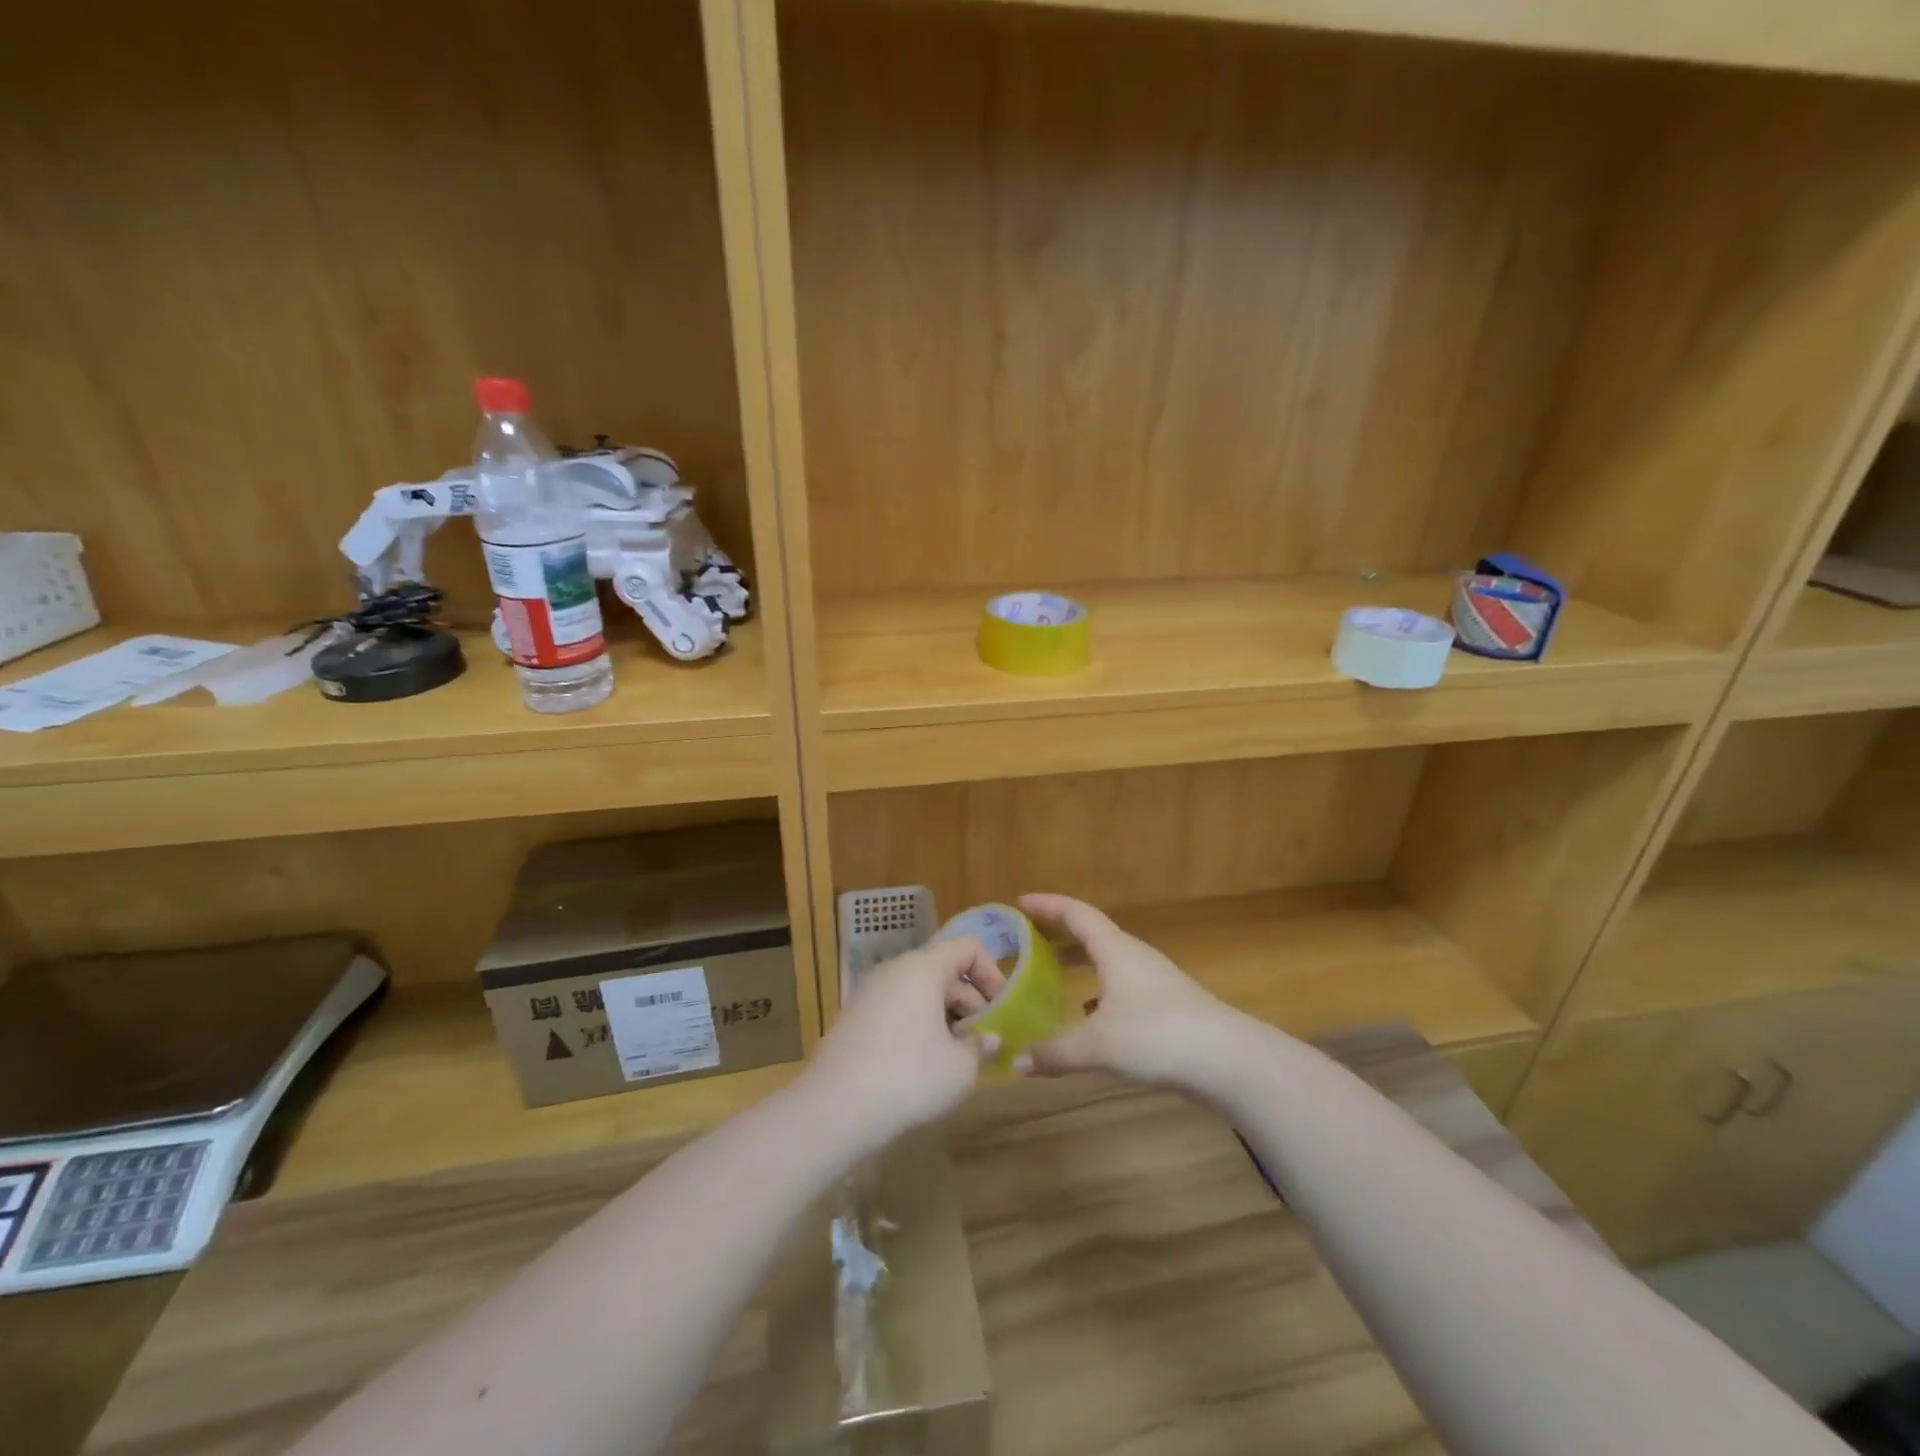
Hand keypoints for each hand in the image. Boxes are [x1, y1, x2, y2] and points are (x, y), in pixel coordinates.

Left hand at [800, 937, 1007, 1149]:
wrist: (832, 1110)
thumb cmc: (908, 1077)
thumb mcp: (960, 1067)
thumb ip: (982, 1046)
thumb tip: (990, 1038)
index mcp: (922, 967)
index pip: (967, 948)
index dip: (992, 973)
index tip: (1005, 1009)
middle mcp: (894, 970)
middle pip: (944, 972)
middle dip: (972, 1003)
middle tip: (987, 1042)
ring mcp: (870, 994)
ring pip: (921, 994)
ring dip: (947, 1019)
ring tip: (961, 1059)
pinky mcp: (855, 1020)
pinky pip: (899, 1010)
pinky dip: (920, 1028)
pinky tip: (927, 1067)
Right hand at [1016, 894, 1244, 1088]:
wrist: (1229, 1059)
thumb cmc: (1157, 1036)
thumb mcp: (1098, 1046)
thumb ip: (1056, 1052)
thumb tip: (1018, 1062)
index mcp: (1115, 950)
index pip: (1076, 914)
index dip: (1048, 905)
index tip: (1021, 902)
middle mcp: (1134, 957)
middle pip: (1092, 934)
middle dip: (1060, 933)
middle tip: (1029, 938)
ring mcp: (1154, 980)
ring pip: (1109, 961)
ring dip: (1081, 962)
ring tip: (1054, 974)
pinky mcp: (1168, 1006)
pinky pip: (1122, 985)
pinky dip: (1099, 990)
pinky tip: (1091, 1015)